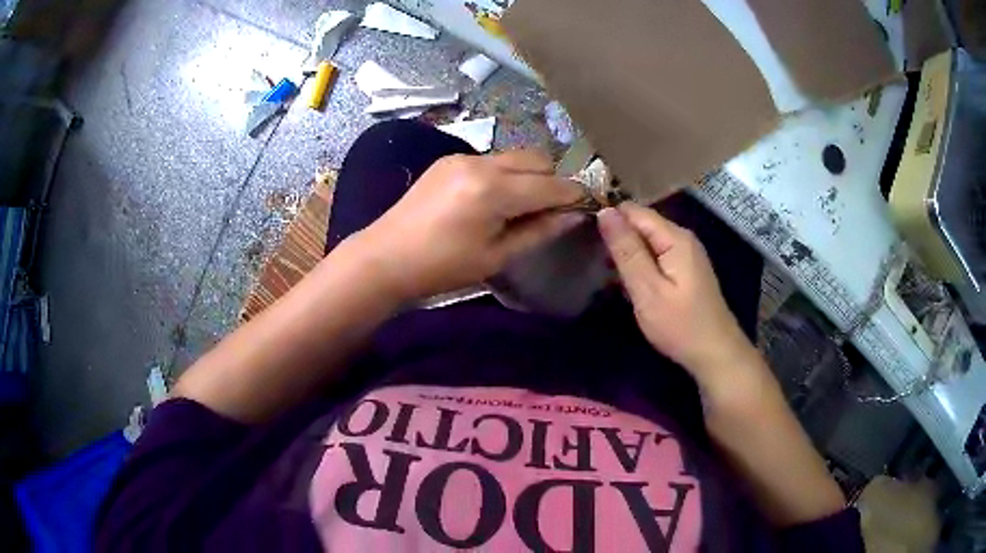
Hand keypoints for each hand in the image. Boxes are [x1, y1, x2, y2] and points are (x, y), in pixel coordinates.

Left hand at [351, 150, 583, 301]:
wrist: (385, 258)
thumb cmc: (442, 268)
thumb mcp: (496, 256)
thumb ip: (538, 231)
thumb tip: (573, 216)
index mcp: (494, 191)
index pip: (551, 184)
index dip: (573, 195)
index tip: (584, 208)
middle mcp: (482, 163)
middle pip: (538, 158)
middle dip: (552, 180)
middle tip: (549, 210)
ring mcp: (463, 157)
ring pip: (515, 156)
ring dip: (528, 175)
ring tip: (520, 206)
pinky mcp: (448, 159)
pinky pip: (492, 159)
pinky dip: (505, 174)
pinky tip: (492, 199)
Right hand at [597, 202, 756, 383]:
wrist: (715, 354)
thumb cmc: (680, 325)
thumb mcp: (647, 289)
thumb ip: (626, 250)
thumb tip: (605, 211)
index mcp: (674, 237)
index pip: (634, 211)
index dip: (609, 219)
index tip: (586, 238)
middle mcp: (682, 237)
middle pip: (641, 224)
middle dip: (617, 239)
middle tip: (594, 263)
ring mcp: (686, 253)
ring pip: (647, 241)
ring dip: (627, 254)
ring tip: (605, 275)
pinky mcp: (686, 269)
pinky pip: (656, 256)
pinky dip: (640, 266)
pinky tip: (629, 285)